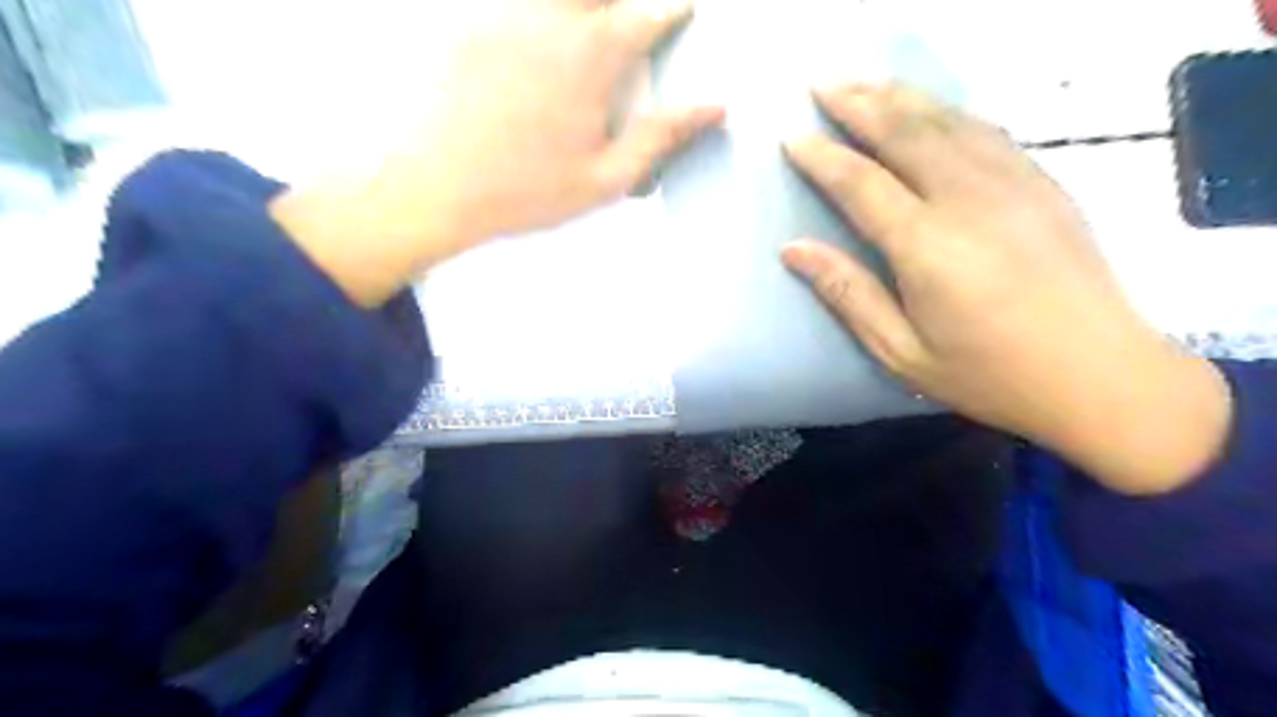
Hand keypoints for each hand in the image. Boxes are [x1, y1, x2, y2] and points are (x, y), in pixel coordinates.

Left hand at [275, 0, 721, 305]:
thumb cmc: (528, 191)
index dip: (671, 10)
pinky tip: (541, 29)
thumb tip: (714, 107)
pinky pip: (510, 1)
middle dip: (622, 2)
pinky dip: (536, 11)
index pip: (648, 15)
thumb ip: (661, 136)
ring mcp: (506, 13)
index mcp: (594, 57)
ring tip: (593, 21)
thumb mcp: (606, 178)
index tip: (685, 9)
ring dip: (583, 4)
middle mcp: (553, 19)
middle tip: (631, 17)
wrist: (434, 186)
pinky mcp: (468, 20)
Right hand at [784, 84, 1230, 495]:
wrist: (1099, 376)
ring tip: (865, 83)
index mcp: (926, 245)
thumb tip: (793, 249)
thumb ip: (847, 293)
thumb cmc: (988, 374)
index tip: (792, 137)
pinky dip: (948, 112)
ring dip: (901, 97)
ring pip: (947, 121)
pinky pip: (987, 131)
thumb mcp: (900, 350)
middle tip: (821, 84)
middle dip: (858, 103)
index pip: (860, 183)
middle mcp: (968, 199)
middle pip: (905, 132)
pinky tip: (931, 110)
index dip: (822, 157)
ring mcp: (1013, 184)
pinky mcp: (1043, 184)